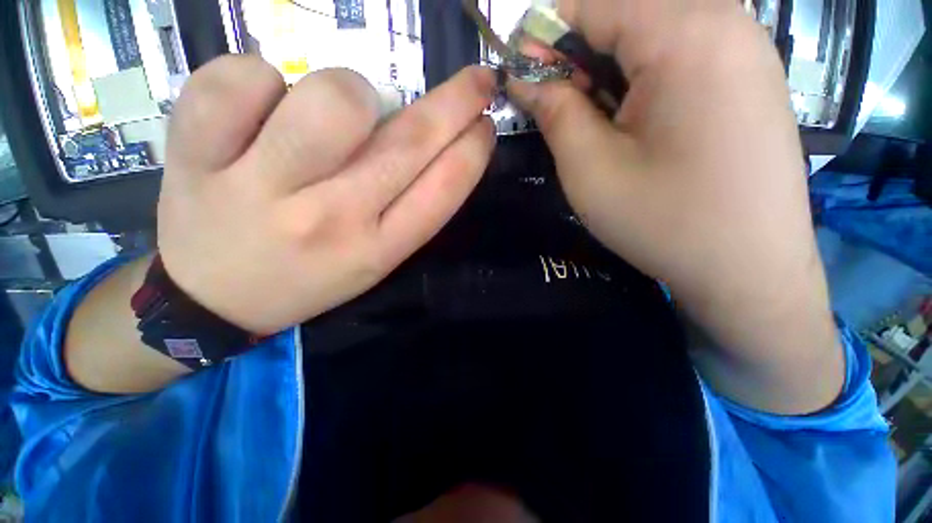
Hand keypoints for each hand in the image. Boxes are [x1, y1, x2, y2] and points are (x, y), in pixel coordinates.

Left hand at [159, 56, 495, 334]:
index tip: (486, 124)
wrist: (212, 299)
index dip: (472, 151)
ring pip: (332, 100)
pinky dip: (258, 75)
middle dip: (456, 103)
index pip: (442, 191)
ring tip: (337, 112)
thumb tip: (430, 140)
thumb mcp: (372, 259)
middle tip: (477, 81)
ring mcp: (259, 187)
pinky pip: (239, 78)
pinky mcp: (196, 155)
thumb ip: (405, 207)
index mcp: (377, 249)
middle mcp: (331, 219)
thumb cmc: (307, 276)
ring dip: (352, 89)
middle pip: (407, 143)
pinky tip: (257, 108)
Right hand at [510, 0, 841, 412]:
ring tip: (597, 123)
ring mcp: (746, 48)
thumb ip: (554, 110)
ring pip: (652, 34)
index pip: (592, 3)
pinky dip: (642, 79)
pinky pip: (682, 54)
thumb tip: (523, 75)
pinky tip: (636, 124)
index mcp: (686, 34)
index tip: (520, 77)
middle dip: (578, 57)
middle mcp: (725, 22)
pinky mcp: (750, 77)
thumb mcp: (589, 169)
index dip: (543, 36)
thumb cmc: (663, 223)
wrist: (749, 271)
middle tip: (559, 109)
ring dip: (609, 71)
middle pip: (625, 14)